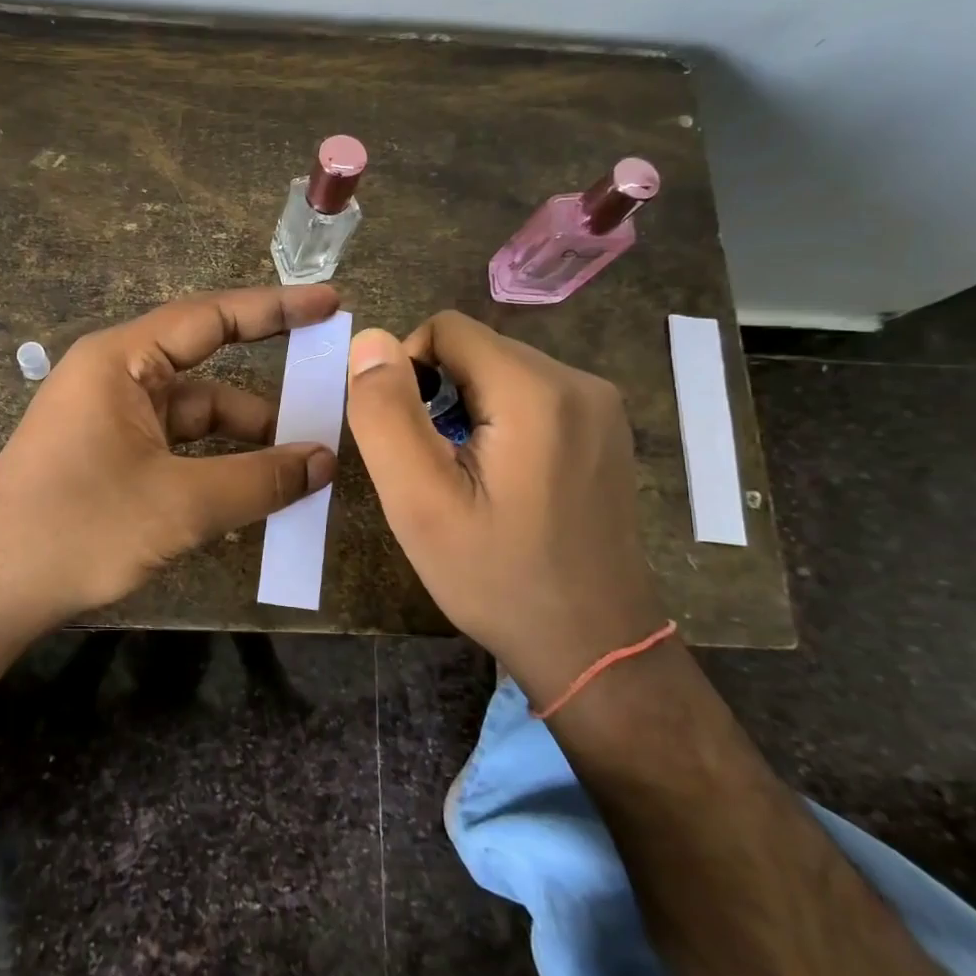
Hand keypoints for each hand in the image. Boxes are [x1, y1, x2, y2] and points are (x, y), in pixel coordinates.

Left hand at [0, 285, 341, 624]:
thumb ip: (259, 479)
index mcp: (122, 361)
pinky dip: (216, 464)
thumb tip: (324, 462)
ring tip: (305, 466)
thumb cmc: (80, 528)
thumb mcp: (180, 504)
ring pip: (194, 417)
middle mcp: (115, 377)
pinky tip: (255, 488)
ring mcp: (110, 419)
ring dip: (245, 440)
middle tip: (329, 400)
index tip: (330, 304)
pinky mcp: (108, 456)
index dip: (275, 308)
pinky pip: (176, 447)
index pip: (211, 317)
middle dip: (267, 394)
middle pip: (207, 371)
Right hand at [345, 312, 662, 705]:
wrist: (592, 646)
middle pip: (475, 350)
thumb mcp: (419, 501)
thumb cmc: (496, 577)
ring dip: (466, 409)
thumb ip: (386, 413)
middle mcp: (579, 382)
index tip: (407, 438)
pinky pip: (531, 397)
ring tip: (465, 477)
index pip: (445, 329)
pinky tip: (501, 480)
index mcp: (536, 391)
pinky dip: (499, 422)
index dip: (407, 371)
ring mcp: (600, 407)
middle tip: (433, 468)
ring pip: (500, 372)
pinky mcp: (605, 430)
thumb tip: (370, 341)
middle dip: (438, 394)